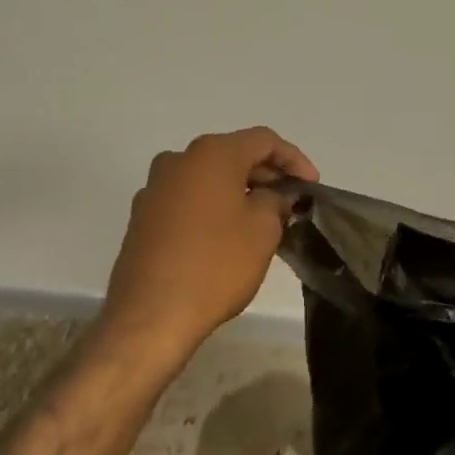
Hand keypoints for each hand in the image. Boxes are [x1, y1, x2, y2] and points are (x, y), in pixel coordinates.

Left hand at [100, 127, 318, 362]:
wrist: (151, 313)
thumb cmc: (216, 264)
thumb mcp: (263, 230)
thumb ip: (277, 200)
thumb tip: (276, 194)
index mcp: (211, 154)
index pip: (263, 140)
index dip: (294, 159)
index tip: (312, 186)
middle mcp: (178, 160)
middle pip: (233, 155)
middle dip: (266, 175)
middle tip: (291, 203)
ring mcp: (155, 188)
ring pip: (208, 178)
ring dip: (239, 192)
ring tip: (263, 219)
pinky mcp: (143, 217)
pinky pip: (188, 200)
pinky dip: (213, 207)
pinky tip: (228, 235)